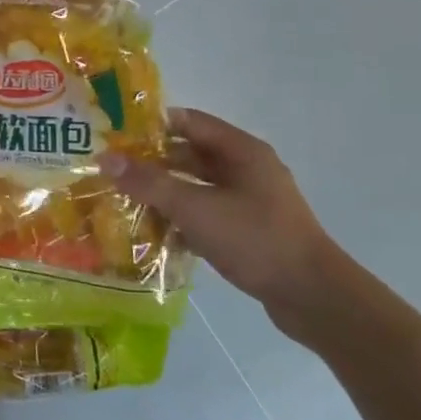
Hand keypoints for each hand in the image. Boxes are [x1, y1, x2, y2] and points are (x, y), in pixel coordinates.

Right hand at [102, 108, 350, 341]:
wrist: (314, 298)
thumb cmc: (255, 239)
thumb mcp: (196, 208)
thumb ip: (150, 183)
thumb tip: (106, 159)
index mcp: (241, 151)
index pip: (189, 121)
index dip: (151, 124)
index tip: (115, 134)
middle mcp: (246, 169)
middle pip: (190, 154)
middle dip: (151, 162)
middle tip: (112, 170)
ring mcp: (249, 201)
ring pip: (196, 186)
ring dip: (164, 192)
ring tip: (123, 200)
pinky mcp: (248, 230)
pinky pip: (205, 213)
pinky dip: (181, 218)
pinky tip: (153, 232)